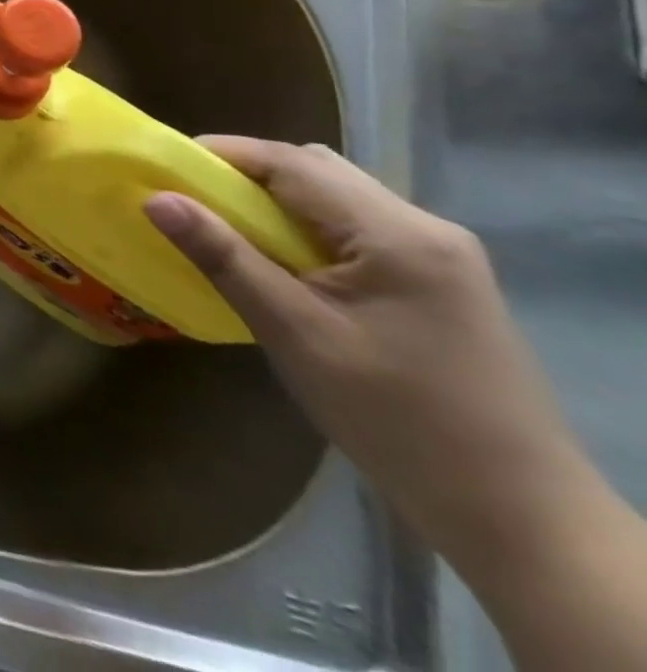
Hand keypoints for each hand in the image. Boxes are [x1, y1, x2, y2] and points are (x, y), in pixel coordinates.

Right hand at [143, 138, 588, 574]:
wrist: (517, 518)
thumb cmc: (394, 419)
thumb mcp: (294, 332)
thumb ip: (224, 257)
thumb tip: (156, 198)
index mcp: (397, 234)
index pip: (293, 163)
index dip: (224, 154)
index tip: (165, 166)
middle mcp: (426, 228)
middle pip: (318, 170)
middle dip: (248, 175)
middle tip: (193, 200)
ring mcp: (442, 256)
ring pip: (338, 198)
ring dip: (278, 202)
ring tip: (228, 230)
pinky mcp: (442, 283)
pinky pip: (358, 229)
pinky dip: (307, 228)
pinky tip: (284, 263)